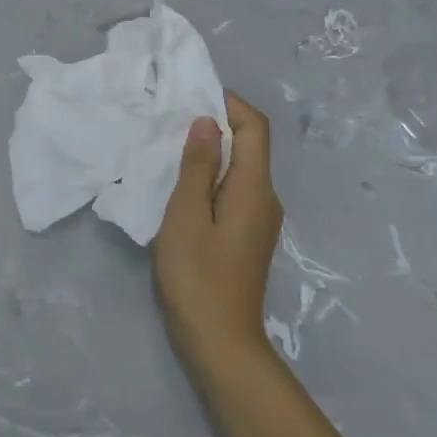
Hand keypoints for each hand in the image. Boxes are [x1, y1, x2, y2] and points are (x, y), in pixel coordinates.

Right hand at [153, 93, 284, 378]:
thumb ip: (198, 166)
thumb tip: (208, 122)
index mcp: (255, 189)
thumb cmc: (198, 276)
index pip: (256, 127)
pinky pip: (234, 190)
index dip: (230, 104)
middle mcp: (266, 198)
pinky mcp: (247, 235)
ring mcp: (260, 219)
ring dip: (211, 151)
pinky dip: (211, 176)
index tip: (192, 94)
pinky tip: (181, 184)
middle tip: (171, 118)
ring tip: (170, 146)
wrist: (220, 342)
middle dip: (216, 124)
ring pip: (241, 169)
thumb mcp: (186, 215)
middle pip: (251, 145)